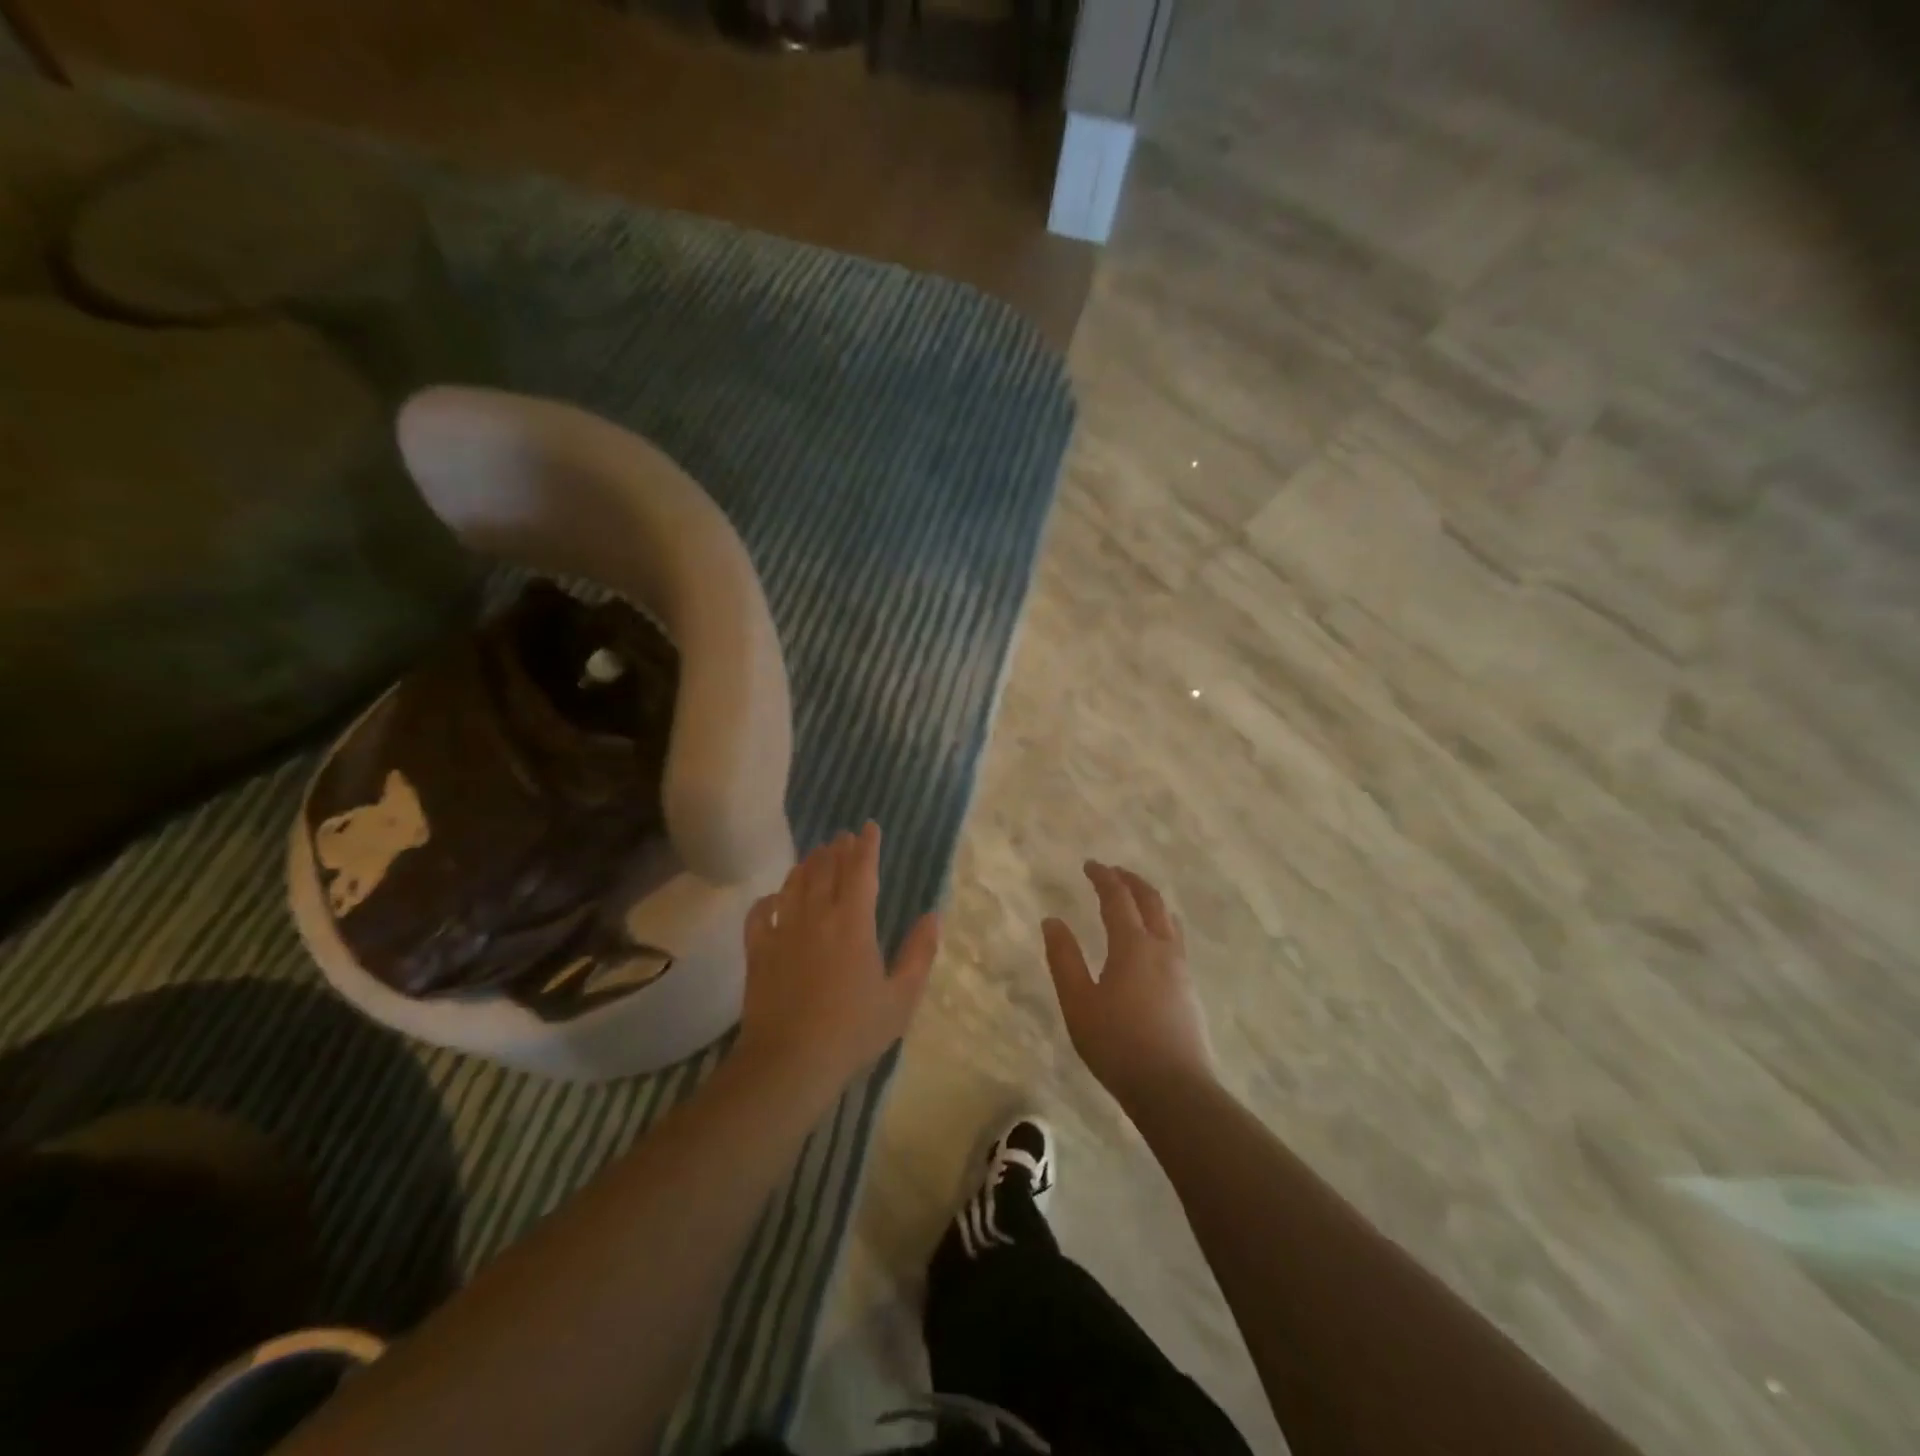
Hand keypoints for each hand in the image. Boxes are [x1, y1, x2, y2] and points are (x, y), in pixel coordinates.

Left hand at [733, 822, 939, 1103]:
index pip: (861, 871)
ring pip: (794, 885)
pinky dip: (769, 899)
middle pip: (826, 870)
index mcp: (854, 923)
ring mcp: (783, 931)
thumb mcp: (901, 998)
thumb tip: (932, 916)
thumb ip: (919, 953)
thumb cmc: (853, 1031)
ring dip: (807, 865)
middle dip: (837, 849)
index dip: (867, 846)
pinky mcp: (758, 951)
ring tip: (815, 855)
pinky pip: (760, 913)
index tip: (869, 827)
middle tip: (843, 837)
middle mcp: (817, 916)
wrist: (789, 1062)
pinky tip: (774, 898)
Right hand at [1043, 860, 1216, 1107]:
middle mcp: (1162, 948)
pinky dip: (1161, 923)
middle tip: (1113, 873)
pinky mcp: (1189, 989)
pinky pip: (1176, 939)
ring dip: (1150, 900)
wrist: (1174, 1089)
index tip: (1090, 864)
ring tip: (1134, 899)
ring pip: (1169, 919)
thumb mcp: (1078, 1002)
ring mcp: (1181, 969)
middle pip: (1151, 901)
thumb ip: (1064, 959)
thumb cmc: (1117, 1044)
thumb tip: (1052, 921)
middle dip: (1131, 881)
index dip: (1104, 877)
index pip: (1118, 898)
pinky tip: (1152, 942)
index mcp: (1132, 945)